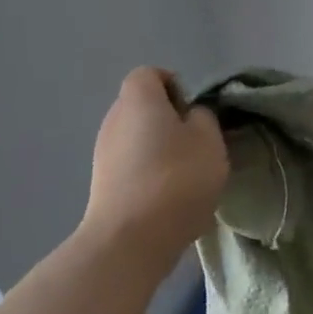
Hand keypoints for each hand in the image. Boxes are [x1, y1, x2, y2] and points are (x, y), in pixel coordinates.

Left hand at [82, 68, 228, 255]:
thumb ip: (203, 118)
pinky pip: (131, 165)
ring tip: (187, 173)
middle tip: (197, 141)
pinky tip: (170, 196)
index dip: (175, 84)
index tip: (195, 110)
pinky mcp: (102, 185)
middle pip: (142, 106)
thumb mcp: (210, 139)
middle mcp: (114, 120)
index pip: (150, 74)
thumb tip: (190, 117)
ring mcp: (103, 154)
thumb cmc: (177, 177)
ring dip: (160, 148)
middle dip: (169, 118)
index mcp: (138, 100)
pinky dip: (150, 172)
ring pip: (137, 137)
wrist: (131, 239)